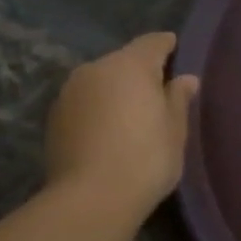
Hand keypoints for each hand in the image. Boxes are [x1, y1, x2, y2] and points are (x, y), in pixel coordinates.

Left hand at [45, 33, 199, 217]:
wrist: (91, 198)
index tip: (177, 51)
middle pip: (123, 61)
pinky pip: (85, 102)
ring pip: (101, 82)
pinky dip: (99, 109)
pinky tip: (110, 132)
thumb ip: (178, 99)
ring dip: (116, 91)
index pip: (152, 43)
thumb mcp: (175, 130)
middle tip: (159, 93)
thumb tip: (185, 79)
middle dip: (141, 72)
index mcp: (130, 66)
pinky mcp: (54, 117)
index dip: (167, 46)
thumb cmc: (146, 158)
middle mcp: (95, 69)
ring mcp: (69, 92)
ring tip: (133, 115)